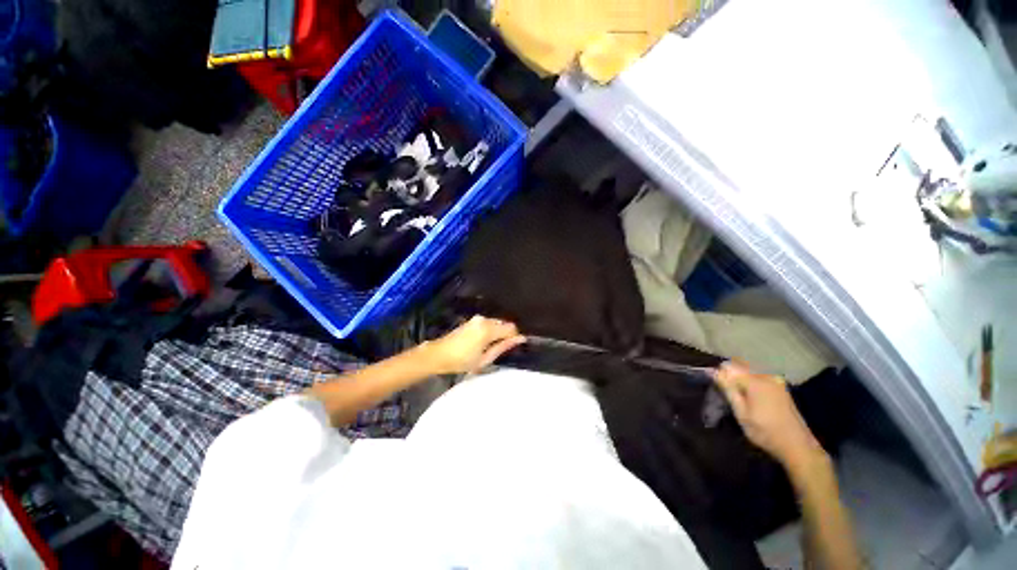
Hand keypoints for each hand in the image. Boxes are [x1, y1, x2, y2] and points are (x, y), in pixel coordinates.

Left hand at [422, 316, 526, 374]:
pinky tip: (484, 342)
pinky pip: (489, 323)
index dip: (515, 337)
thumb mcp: (485, 358)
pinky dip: (491, 331)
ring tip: (491, 347)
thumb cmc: (462, 361)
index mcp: (488, 329)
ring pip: (497, 323)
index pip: (511, 328)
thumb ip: (503, 347)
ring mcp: (478, 318)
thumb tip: (520, 339)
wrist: (439, 354)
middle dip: (506, 334)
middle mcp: (484, 320)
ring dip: (498, 332)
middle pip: (504, 323)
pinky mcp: (473, 320)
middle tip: (501, 349)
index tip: (513, 347)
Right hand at [714, 361, 824, 468]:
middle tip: (727, 394)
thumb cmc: (765, 431)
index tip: (718, 389)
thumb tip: (712, 371)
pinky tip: (752, 398)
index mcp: (755, 381)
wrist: (797, 446)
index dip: (719, 375)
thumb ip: (728, 389)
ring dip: (740, 379)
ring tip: (738, 398)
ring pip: (749, 371)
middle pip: (739, 365)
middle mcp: (766, 375)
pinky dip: (750, 383)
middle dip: (729, 375)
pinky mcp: (781, 386)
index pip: (728, 366)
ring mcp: (776, 380)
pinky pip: (759, 377)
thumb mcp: (741, 413)